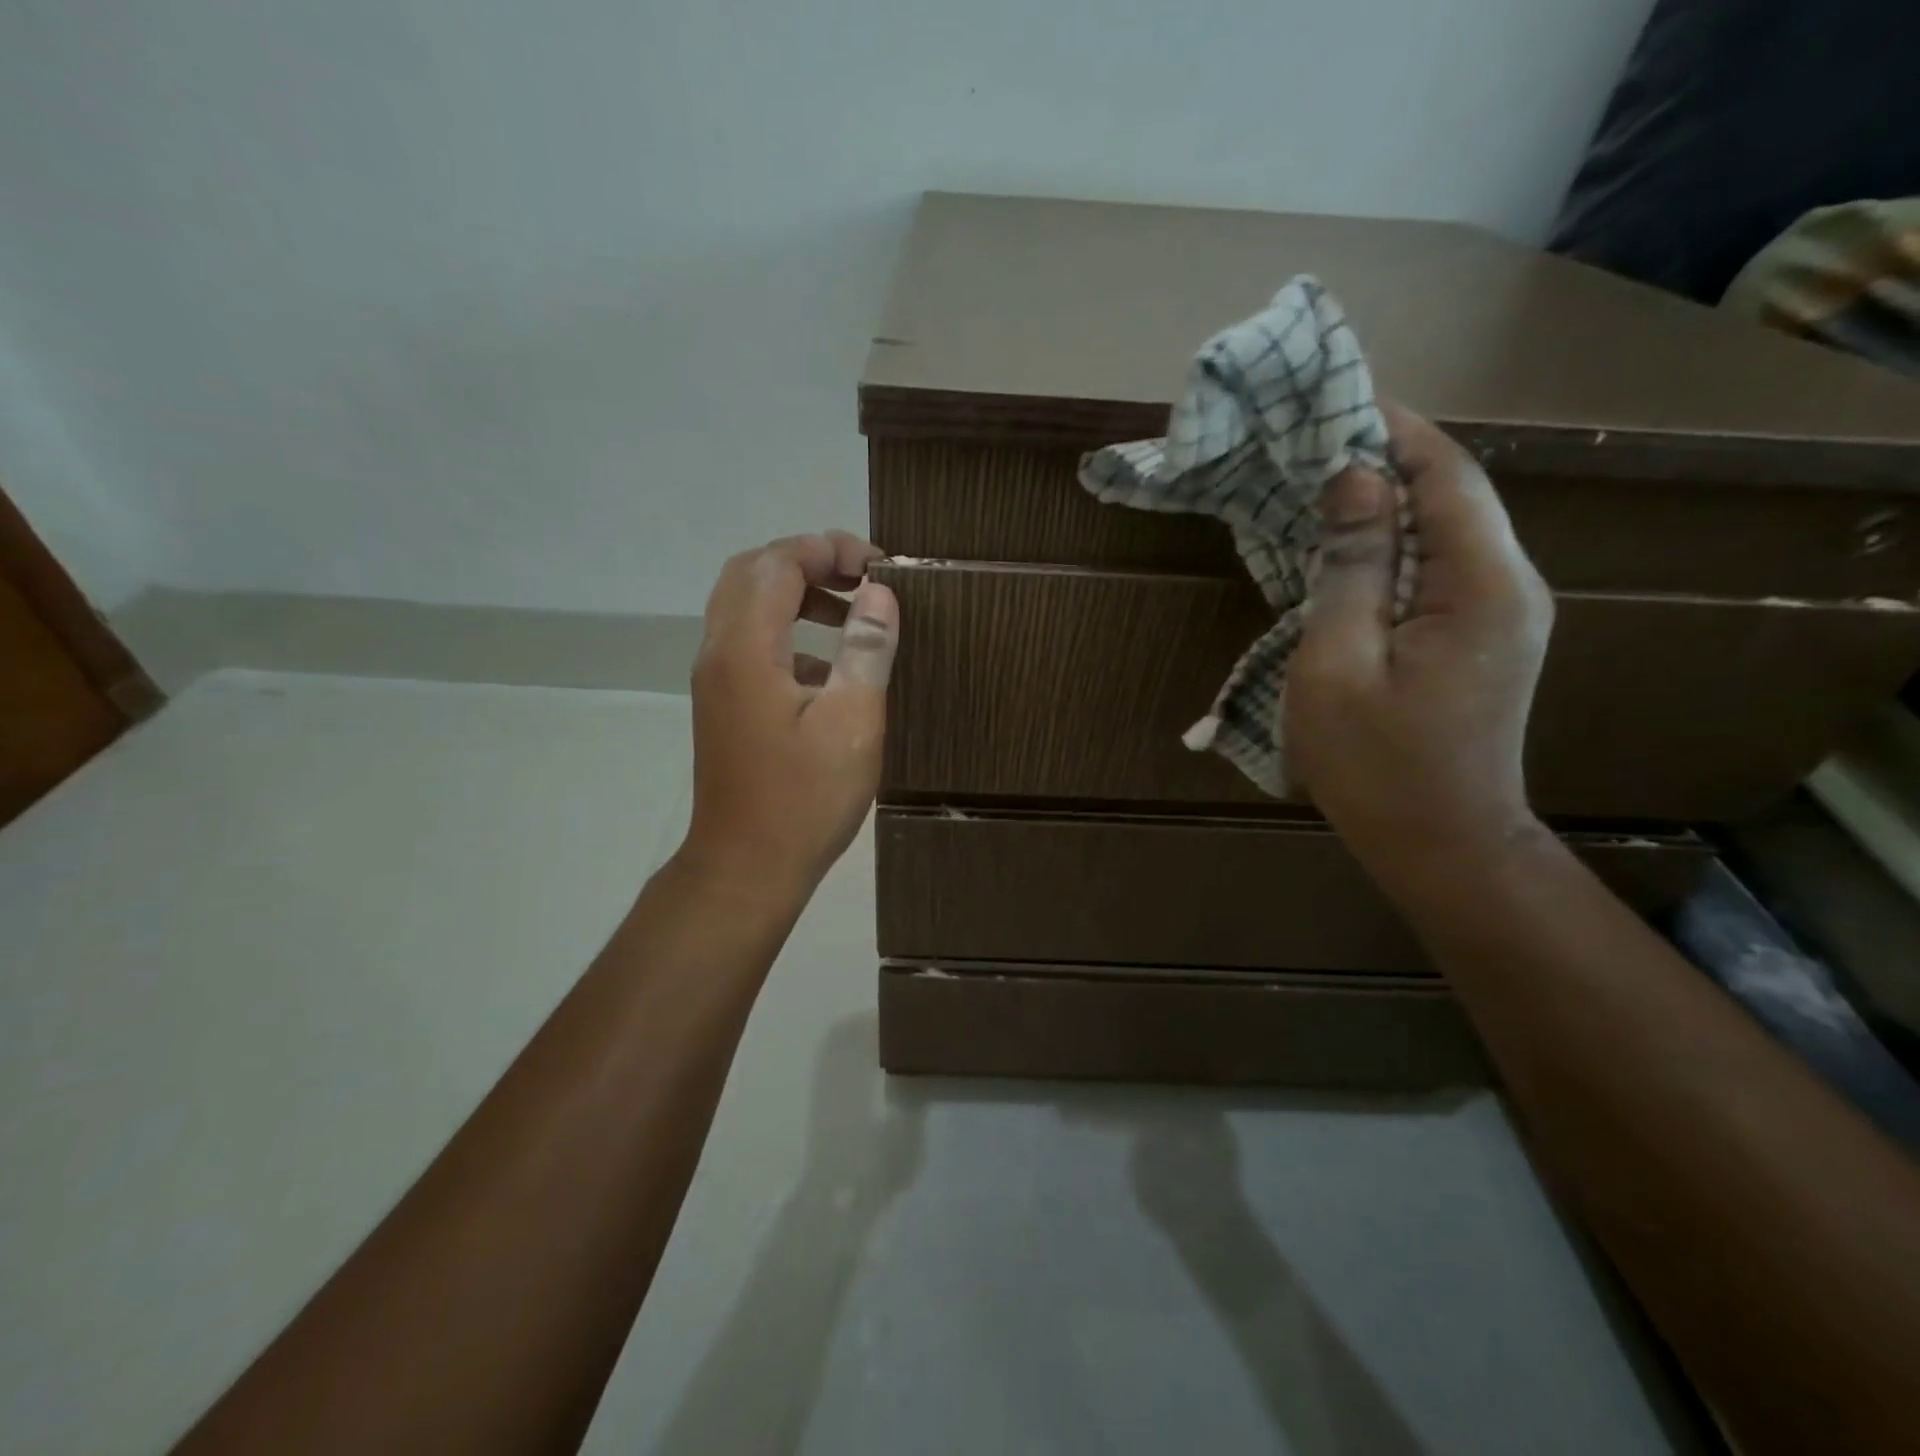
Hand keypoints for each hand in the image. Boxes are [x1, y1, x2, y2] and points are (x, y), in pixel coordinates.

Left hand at [677, 531, 899, 899]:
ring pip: (747, 607)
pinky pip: (751, 643)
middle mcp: (720, 653)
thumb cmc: (805, 799)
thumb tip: (879, 592)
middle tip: (861, 577)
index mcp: (747, 649)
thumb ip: (866, 648)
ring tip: (853, 611)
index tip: (879, 566)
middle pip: (752, 573)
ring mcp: (716, 681)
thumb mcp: (853, 722)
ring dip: (797, 594)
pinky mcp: (724, 705)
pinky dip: (789, 632)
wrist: (747, 867)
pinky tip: (832, 666)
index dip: (828, 549)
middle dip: (808, 561)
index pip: (778, 564)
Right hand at [1285, 406, 1554, 882]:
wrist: (1441, 844)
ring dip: (1385, 504)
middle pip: (1452, 495)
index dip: (1394, 429)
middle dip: (1385, 460)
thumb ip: (1349, 567)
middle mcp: (1510, 585)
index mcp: (1480, 585)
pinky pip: (1440, 569)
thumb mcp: (1337, 664)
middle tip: (1309, 444)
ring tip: (1316, 488)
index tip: (1333, 400)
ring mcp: (1504, 613)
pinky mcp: (1484, 637)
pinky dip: (1393, 547)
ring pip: (1446, 530)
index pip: (1446, 473)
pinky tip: (1345, 552)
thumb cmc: (1375, 763)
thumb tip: (1352, 478)